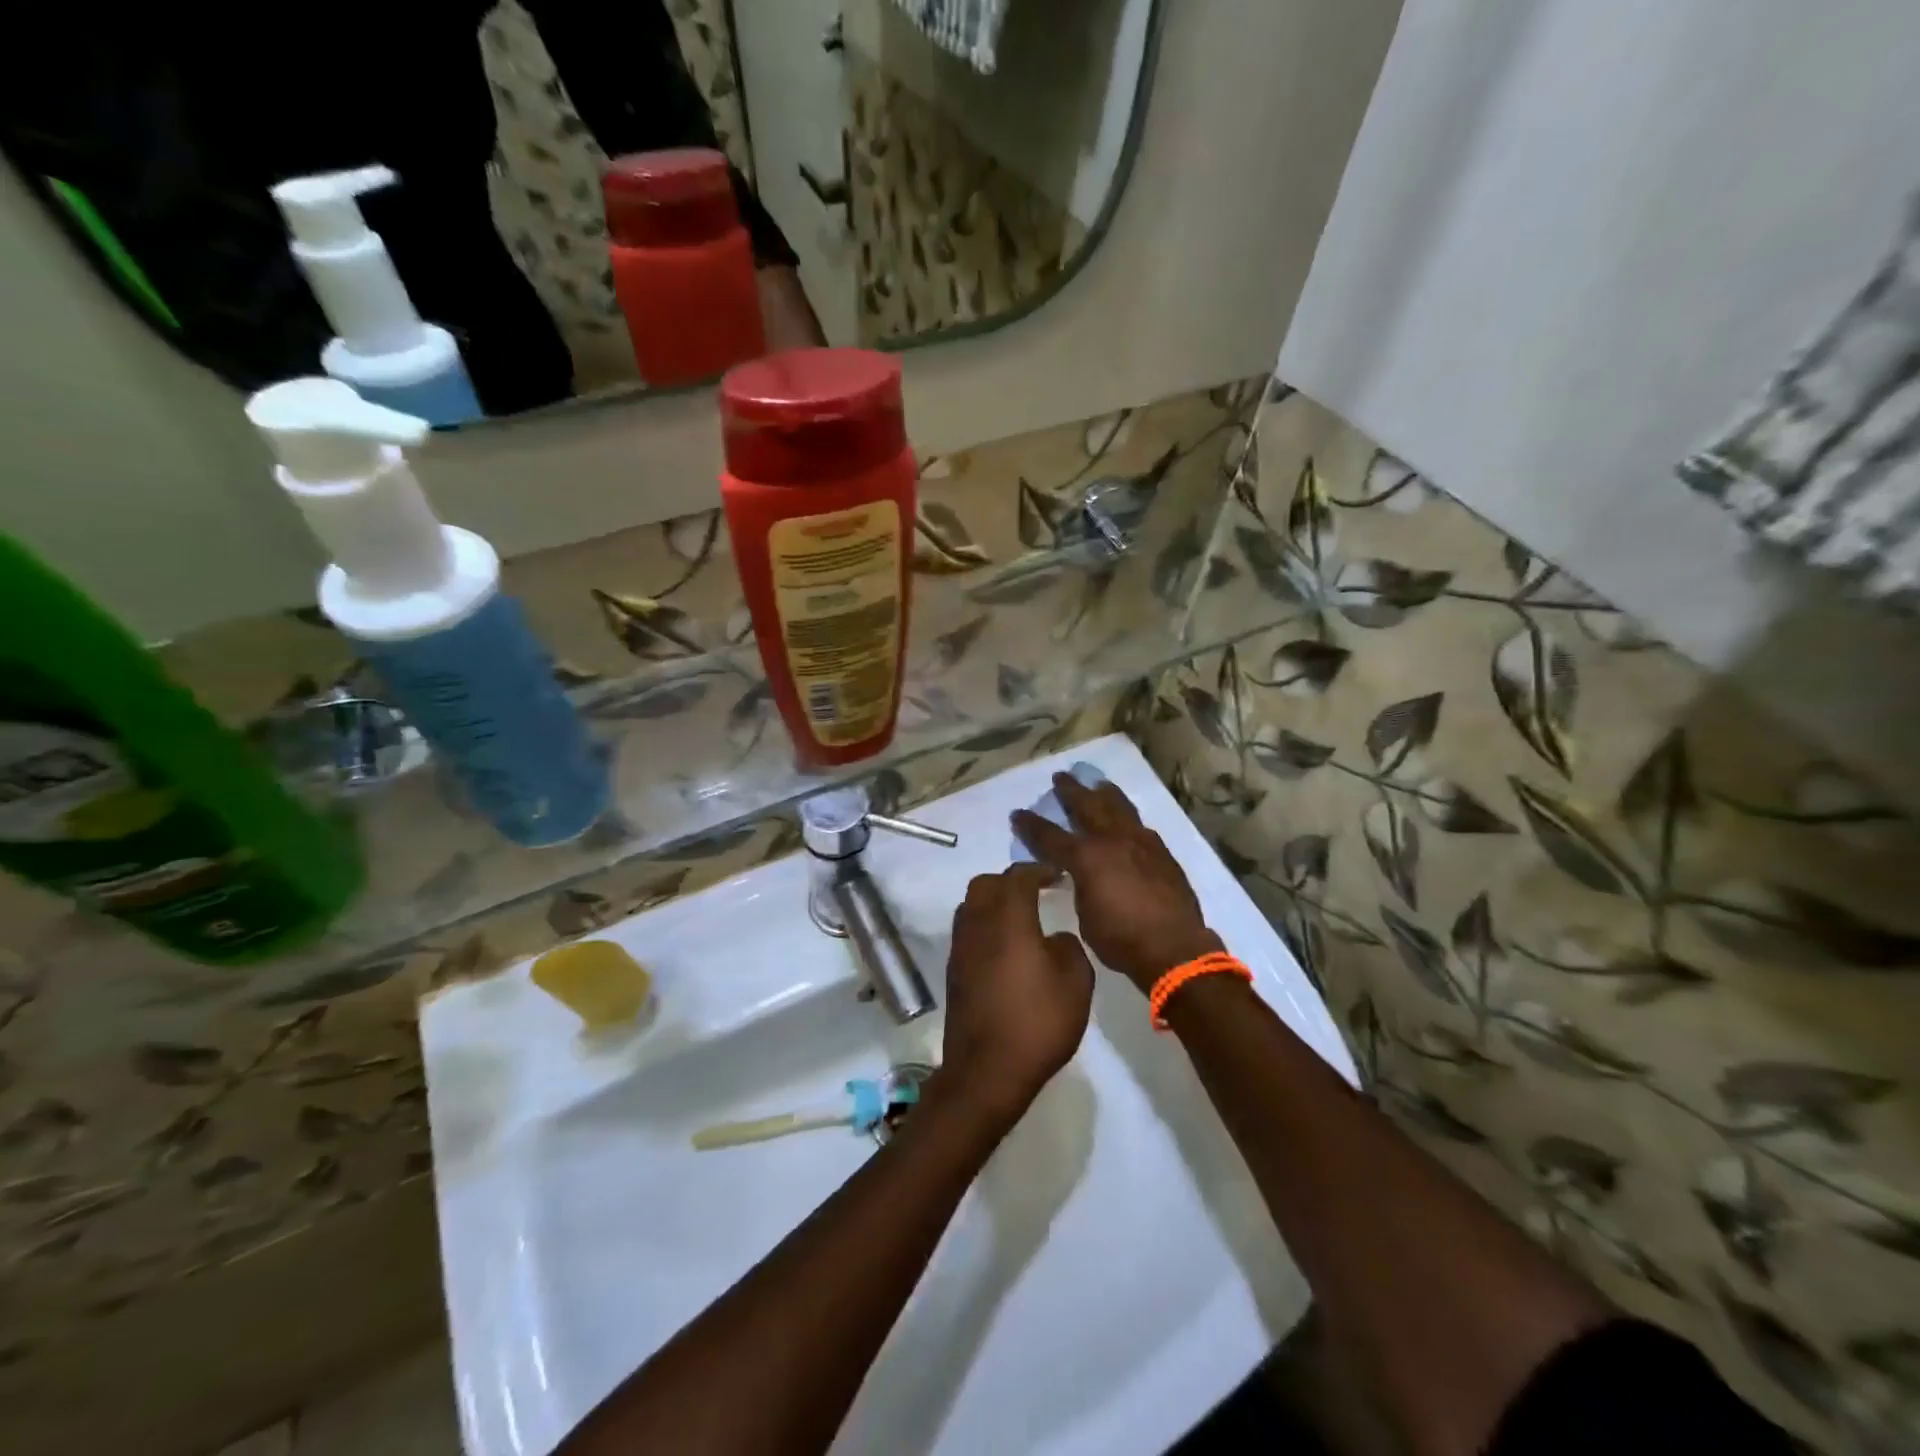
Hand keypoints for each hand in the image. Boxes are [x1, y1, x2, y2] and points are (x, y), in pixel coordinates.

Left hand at [938, 863, 1094, 1128]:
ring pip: (971, 906)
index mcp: (1008, 918)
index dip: (1038, 870)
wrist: (986, 1070)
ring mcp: (961, 948)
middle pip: (986, 885)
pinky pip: (968, 932)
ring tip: (1020, 918)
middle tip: (1037, 892)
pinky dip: (985, 927)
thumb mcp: (1076, 983)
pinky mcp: (954, 971)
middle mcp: (978, 924)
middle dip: (1011, 882)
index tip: (1057, 875)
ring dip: (994, 903)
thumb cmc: (1037, 1022)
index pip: (1018, 876)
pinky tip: (1006, 949)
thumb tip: (1054, 938)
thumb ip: (1069, 948)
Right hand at [1012, 773, 1220, 994]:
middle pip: (1087, 806)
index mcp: (1086, 857)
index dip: (1031, 825)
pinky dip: (1129, 818)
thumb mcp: (1084, 915)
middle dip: (1070, 791)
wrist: (1174, 948)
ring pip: (1119, 807)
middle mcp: (1111, 840)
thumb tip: (1079, 875)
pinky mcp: (1162, 853)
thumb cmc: (1121, 939)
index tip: (1018, 813)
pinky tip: (1128, 818)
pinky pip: (1141, 826)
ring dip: (1105, 794)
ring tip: (1098, 784)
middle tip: (1060, 778)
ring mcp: (1140, 843)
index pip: (1050, 835)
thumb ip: (1079, 886)